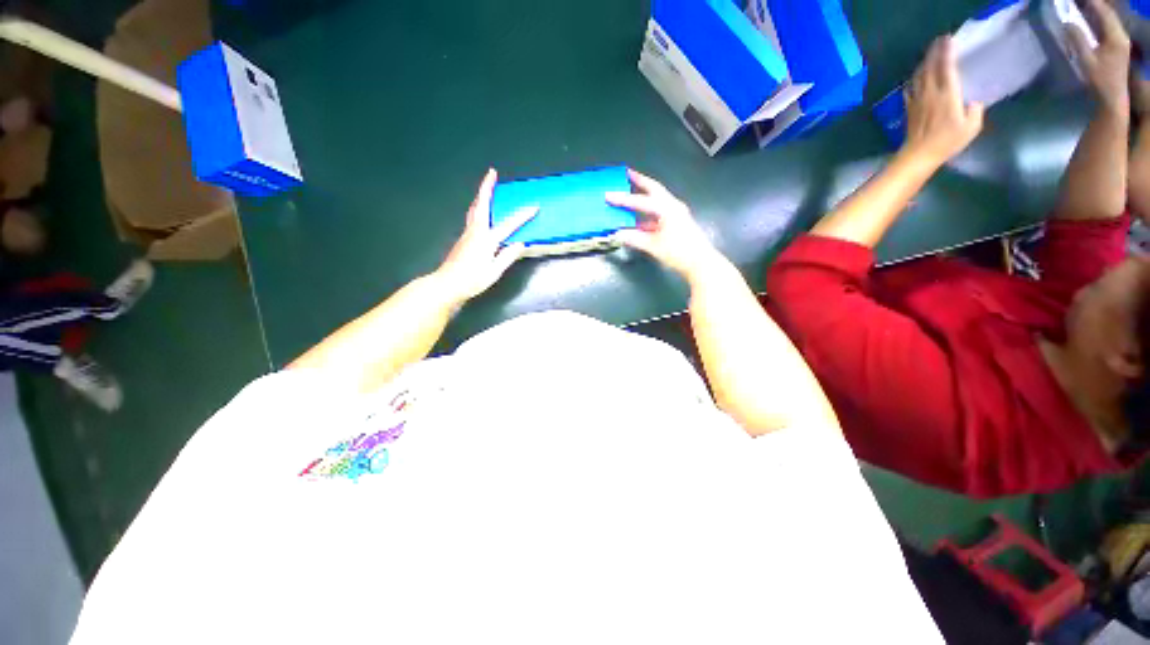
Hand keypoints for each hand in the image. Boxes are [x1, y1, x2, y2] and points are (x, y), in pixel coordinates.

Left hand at [434, 169, 537, 305]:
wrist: (447, 284)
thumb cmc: (472, 280)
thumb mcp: (494, 272)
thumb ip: (507, 257)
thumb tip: (520, 244)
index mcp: (486, 240)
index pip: (508, 225)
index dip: (522, 216)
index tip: (534, 207)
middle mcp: (475, 231)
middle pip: (481, 204)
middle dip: (487, 187)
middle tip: (491, 173)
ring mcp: (467, 233)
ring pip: (474, 209)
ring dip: (481, 196)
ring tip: (487, 188)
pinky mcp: (463, 238)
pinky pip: (472, 217)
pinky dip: (479, 208)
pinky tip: (481, 212)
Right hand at [606, 169, 725, 281]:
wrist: (701, 263)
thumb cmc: (679, 252)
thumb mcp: (654, 246)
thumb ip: (634, 238)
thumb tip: (617, 234)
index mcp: (667, 209)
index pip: (641, 201)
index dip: (623, 199)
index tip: (608, 195)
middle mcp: (672, 207)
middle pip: (654, 190)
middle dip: (640, 181)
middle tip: (627, 173)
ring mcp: (676, 214)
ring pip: (657, 200)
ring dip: (644, 196)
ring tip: (631, 192)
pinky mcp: (677, 223)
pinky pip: (659, 212)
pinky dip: (648, 212)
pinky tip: (638, 219)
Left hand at [901, 36, 984, 166]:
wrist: (918, 155)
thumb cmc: (947, 142)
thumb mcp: (971, 127)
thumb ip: (975, 111)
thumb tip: (974, 102)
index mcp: (947, 94)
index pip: (947, 67)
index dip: (947, 52)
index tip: (949, 40)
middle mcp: (930, 93)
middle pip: (930, 67)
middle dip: (935, 52)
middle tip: (940, 41)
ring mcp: (917, 100)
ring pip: (919, 75)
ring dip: (925, 62)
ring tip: (930, 54)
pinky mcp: (909, 108)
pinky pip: (910, 88)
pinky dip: (915, 78)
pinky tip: (917, 76)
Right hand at [1067, 0, 1130, 113]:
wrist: (1113, 98)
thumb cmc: (1100, 82)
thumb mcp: (1087, 61)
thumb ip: (1078, 41)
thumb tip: (1068, 24)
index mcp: (1116, 37)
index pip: (1103, 12)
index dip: (1091, 2)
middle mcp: (1121, 35)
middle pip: (1108, 13)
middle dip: (1094, 4)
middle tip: (1078, 0)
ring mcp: (1120, 40)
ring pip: (1108, 18)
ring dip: (1096, 10)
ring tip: (1083, 5)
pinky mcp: (1117, 45)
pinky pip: (1107, 25)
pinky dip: (1098, 18)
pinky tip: (1090, 18)